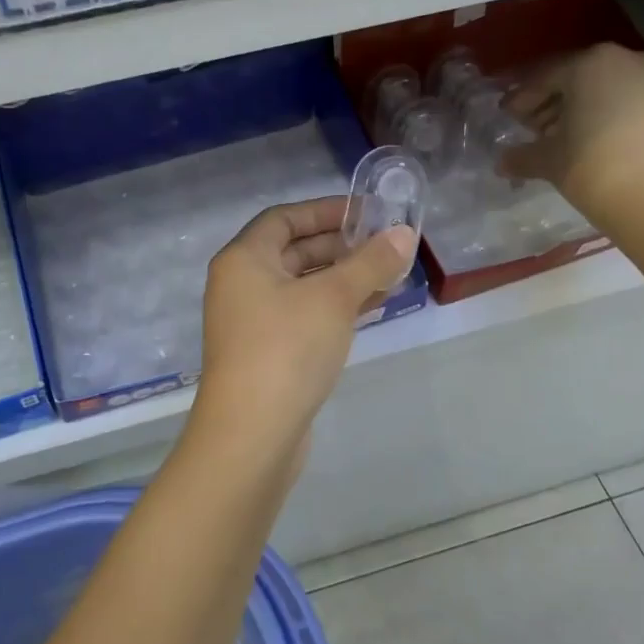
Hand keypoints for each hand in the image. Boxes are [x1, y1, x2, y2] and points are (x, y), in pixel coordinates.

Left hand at [194, 197, 417, 456]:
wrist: (252, 433)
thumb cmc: (287, 349)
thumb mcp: (334, 298)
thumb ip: (370, 263)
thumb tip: (403, 233)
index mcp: (243, 259)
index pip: (283, 218)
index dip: (325, 210)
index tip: (366, 213)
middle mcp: (241, 285)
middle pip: (293, 251)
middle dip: (340, 247)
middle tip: (385, 245)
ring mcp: (251, 322)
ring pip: (302, 287)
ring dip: (343, 279)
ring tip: (390, 275)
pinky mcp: (267, 353)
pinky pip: (303, 315)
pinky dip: (334, 308)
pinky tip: (371, 308)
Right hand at [499, 43, 643, 239]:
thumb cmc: (599, 170)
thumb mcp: (550, 162)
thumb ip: (522, 156)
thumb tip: (502, 162)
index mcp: (590, 64)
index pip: (544, 76)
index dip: (521, 99)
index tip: (507, 118)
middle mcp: (627, 60)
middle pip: (577, 77)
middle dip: (551, 102)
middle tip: (531, 130)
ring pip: (606, 88)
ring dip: (580, 110)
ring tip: (562, 141)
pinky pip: (630, 101)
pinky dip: (608, 116)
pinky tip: (595, 145)